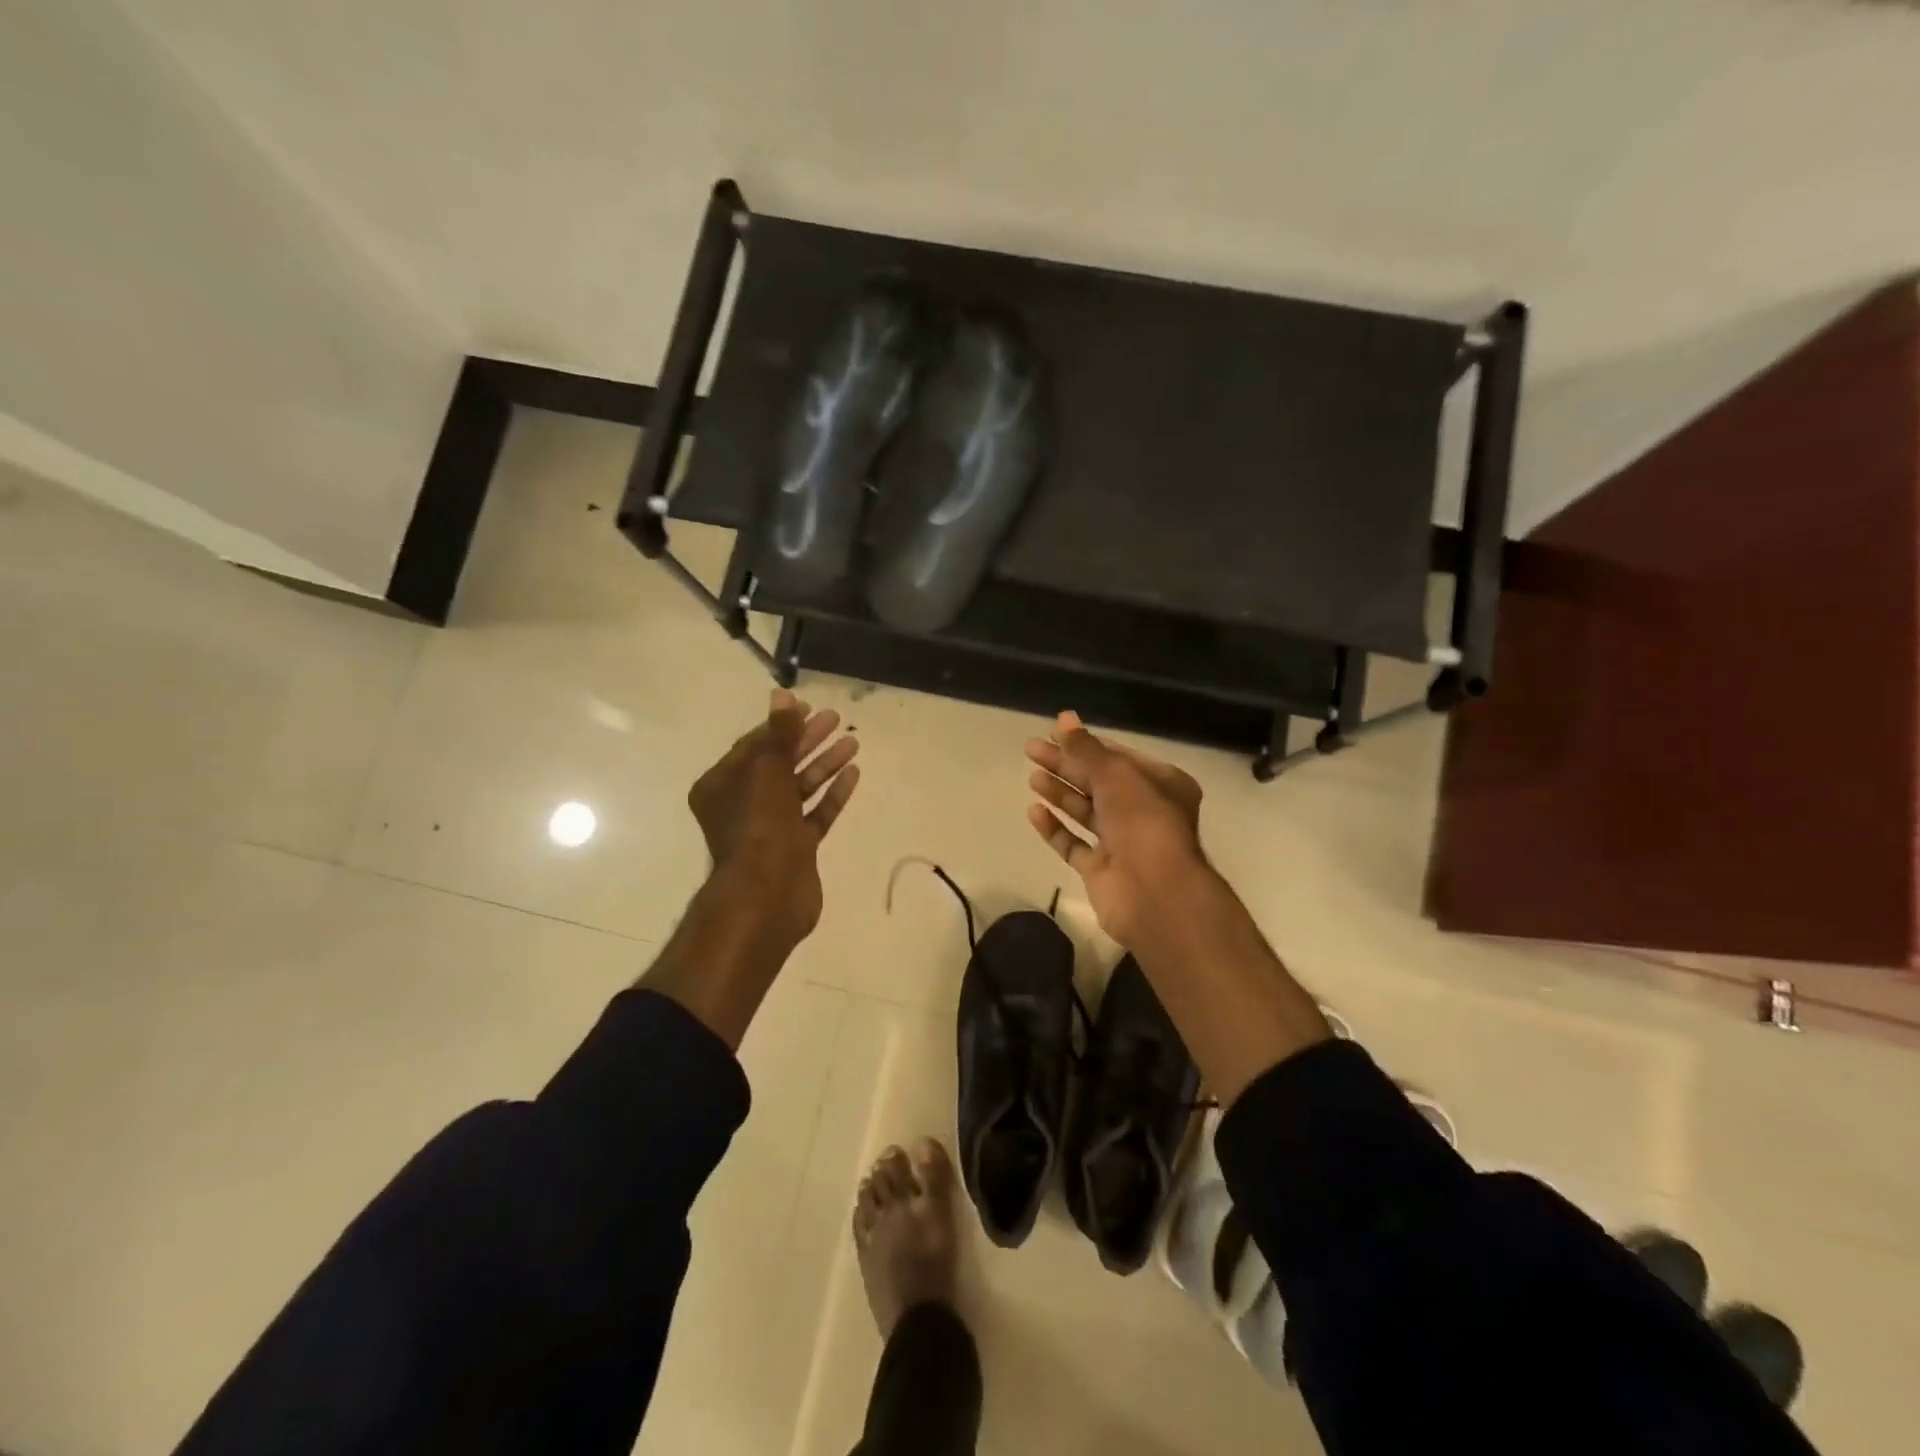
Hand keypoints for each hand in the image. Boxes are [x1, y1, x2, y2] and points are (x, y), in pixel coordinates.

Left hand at [689, 689, 859, 942]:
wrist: (767, 895)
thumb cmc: (758, 825)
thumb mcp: (766, 770)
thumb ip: (779, 734)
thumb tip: (782, 696)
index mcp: (723, 785)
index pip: (754, 745)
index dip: (782, 725)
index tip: (809, 709)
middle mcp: (744, 804)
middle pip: (779, 763)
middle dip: (807, 741)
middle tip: (836, 720)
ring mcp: (771, 828)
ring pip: (800, 788)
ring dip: (824, 764)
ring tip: (852, 743)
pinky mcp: (796, 848)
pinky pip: (816, 814)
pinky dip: (832, 795)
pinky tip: (853, 774)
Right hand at [1025, 711, 1209, 948]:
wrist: (1156, 894)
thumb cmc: (1144, 823)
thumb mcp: (1116, 775)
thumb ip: (1086, 749)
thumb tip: (1064, 718)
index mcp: (1161, 784)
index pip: (1118, 756)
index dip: (1085, 744)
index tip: (1053, 732)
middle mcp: (1143, 811)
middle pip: (1098, 782)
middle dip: (1065, 765)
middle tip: (1031, 749)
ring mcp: (1122, 843)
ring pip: (1086, 811)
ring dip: (1060, 793)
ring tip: (1032, 776)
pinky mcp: (1102, 870)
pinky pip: (1074, 844)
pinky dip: (1056, 828)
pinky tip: (1035, 812)